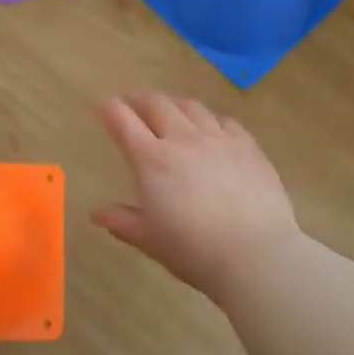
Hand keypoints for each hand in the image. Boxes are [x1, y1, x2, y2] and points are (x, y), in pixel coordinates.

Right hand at [92, 92, 301, 301]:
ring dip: (174, 104)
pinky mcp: (248, 146)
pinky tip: (211, 128)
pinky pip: (224, 121)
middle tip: (133, 104)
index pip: (124, 121)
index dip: (111, 110)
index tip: (105, 107)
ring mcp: (219, 139)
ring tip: (170, 110)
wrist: (256, 254)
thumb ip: (122, 221)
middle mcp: (183, 139)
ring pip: (191, 107)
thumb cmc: (194, 250)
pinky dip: (209, 119)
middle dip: (140, 100)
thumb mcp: (149, 240)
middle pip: (157, 104)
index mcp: (152, 160)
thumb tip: (97, 214)